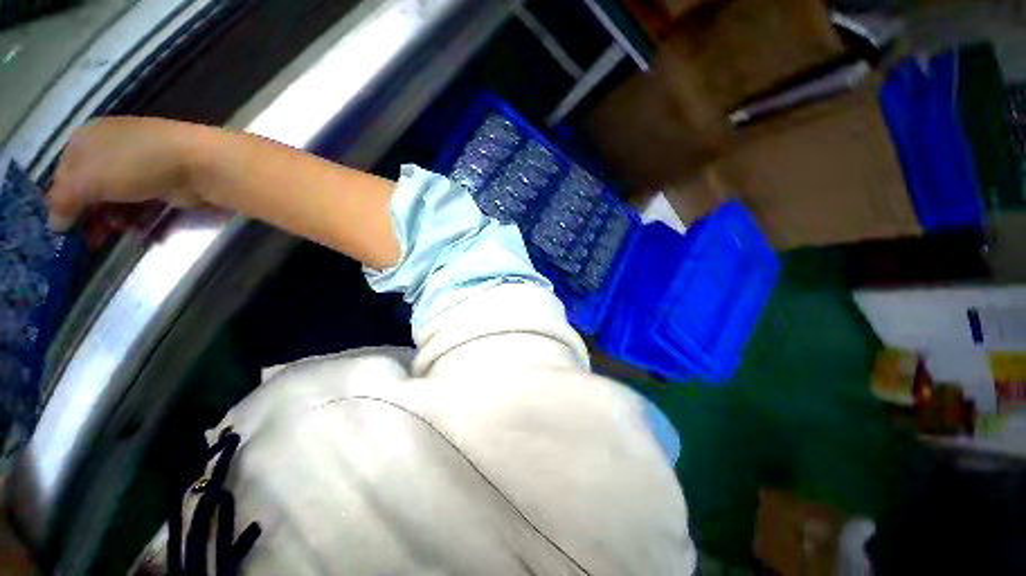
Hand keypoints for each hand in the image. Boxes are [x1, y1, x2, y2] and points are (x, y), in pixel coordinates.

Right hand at [47, 117, 205, 231]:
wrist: (200, 164)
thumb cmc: (135, 164)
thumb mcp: (88, 180)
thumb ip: (65, 200)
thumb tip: (54, 223)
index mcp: (87, 138)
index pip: (63, 174)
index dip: (62, 202)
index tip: (65, 228)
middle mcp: (110, 148)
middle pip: (90, 189)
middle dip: (90, 216)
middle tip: (94, 239)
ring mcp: (139, 166)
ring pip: (115, 200)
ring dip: (112, 219)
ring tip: (119, 229)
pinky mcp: (162, 183)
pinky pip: (139, 204)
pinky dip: (135, 217)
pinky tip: (138, 228)